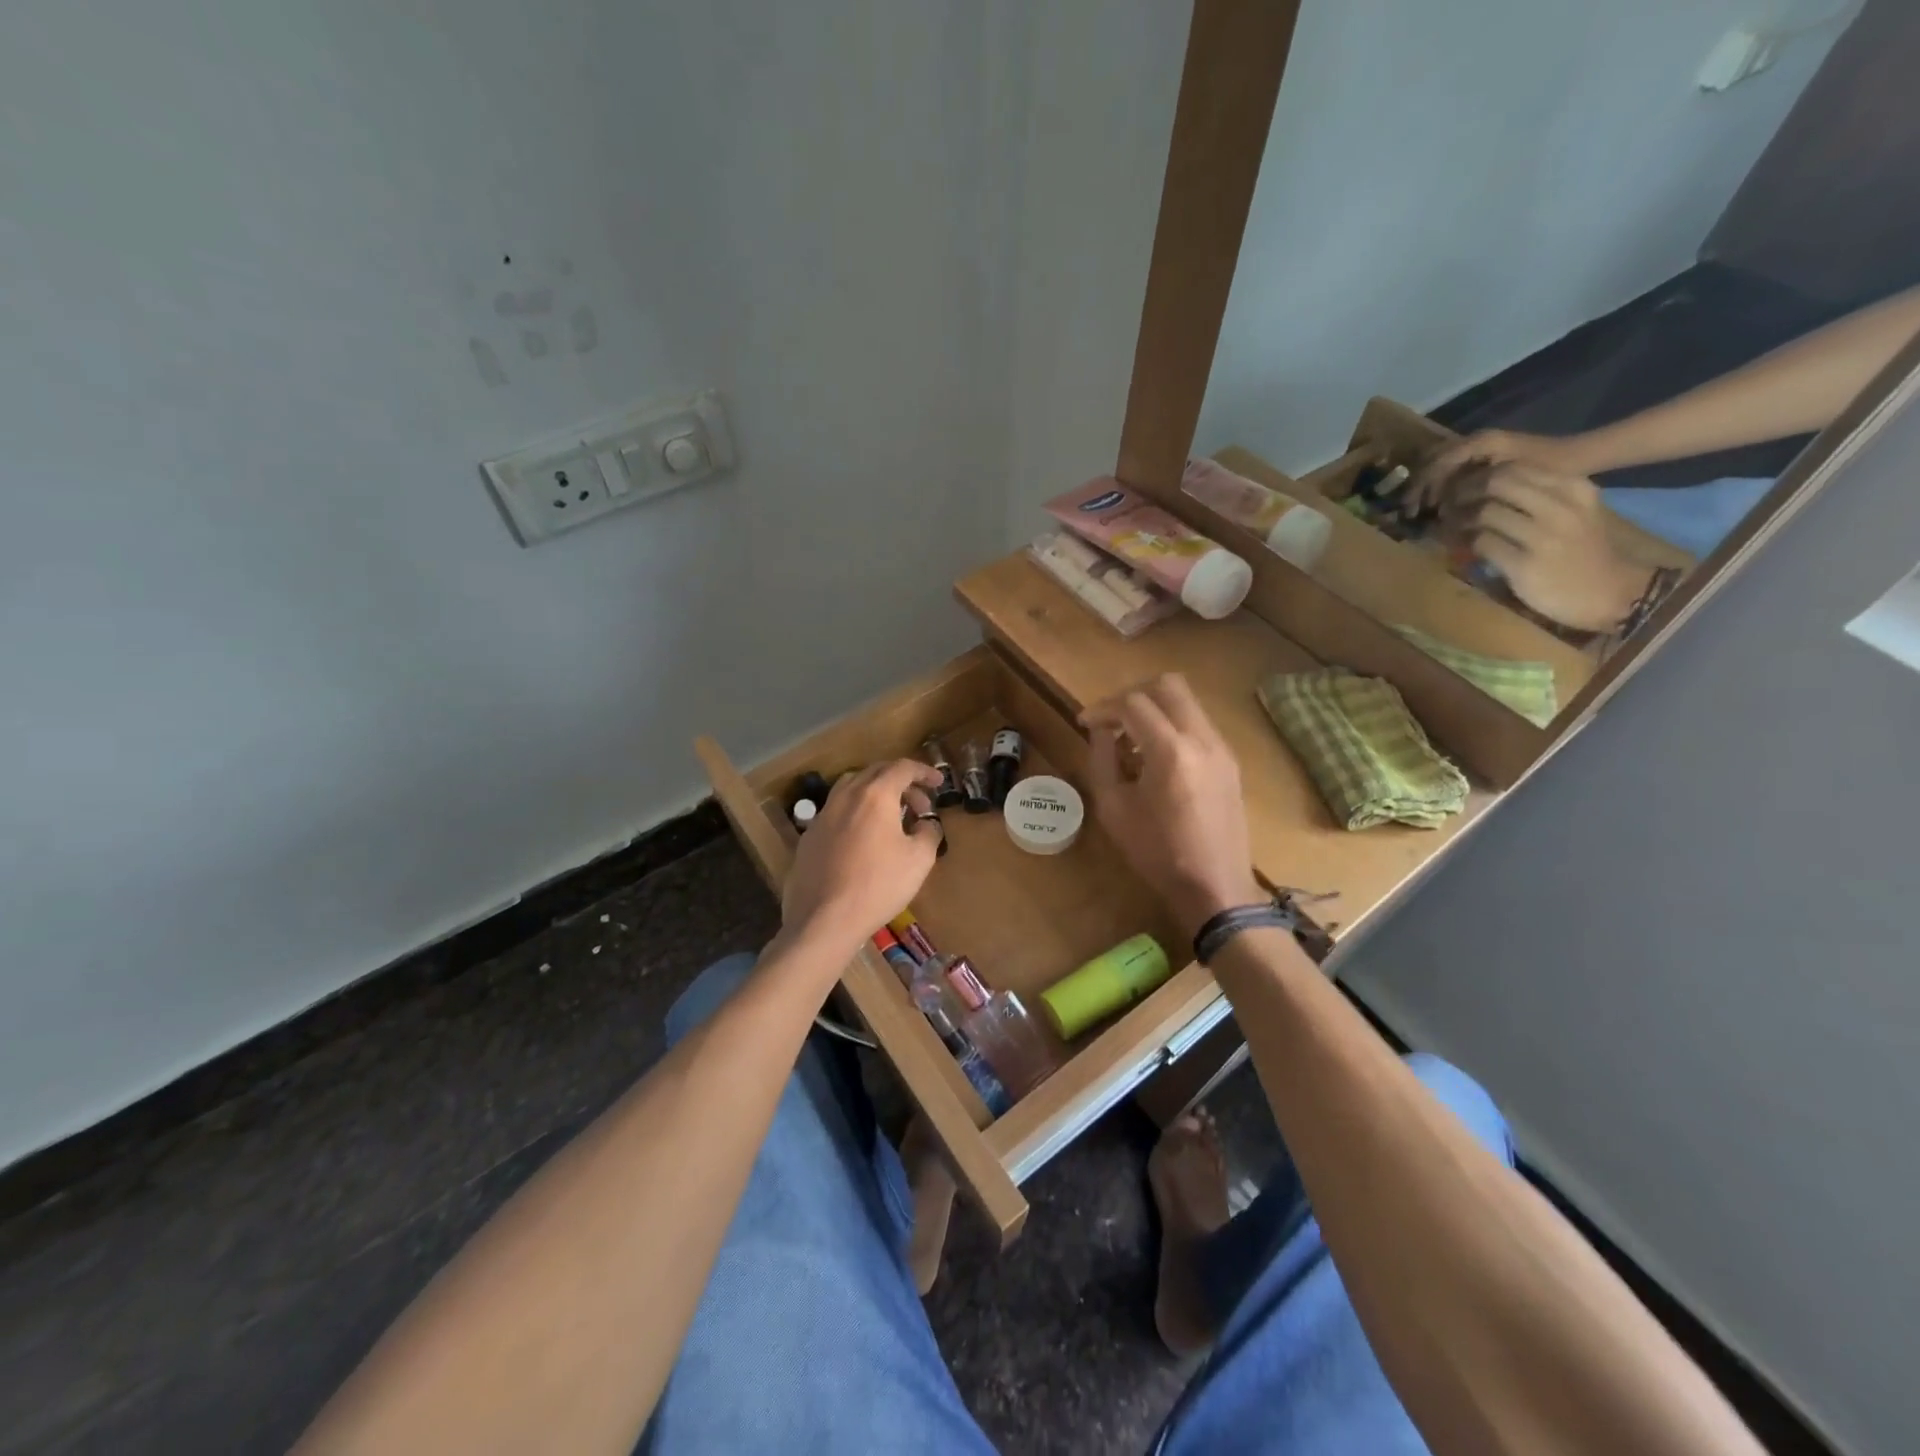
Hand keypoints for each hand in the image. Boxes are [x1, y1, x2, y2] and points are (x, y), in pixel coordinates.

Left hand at [781, 760, 942, 950]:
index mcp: (875, 795)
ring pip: (852, 788)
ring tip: (891, 816)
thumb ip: (929, 832)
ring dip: (876, 794)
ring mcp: (823, 815)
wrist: (824, 920)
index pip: (902, 768)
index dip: (924, 772)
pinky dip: (856, 812)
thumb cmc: (878, 885)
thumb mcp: (919, 860)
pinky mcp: (809, 836)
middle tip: (920, 804)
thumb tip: (926, 823)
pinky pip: (837, 811)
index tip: (939, 783)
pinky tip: (863, 838)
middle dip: (902, 782)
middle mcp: (846, 796)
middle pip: (875, 773)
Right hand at [1080, 675, 1262, 938]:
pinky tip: (1156, 756)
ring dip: (1155, 709)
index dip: (1103, 708)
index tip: (1085, 723)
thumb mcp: (1114, 808)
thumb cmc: (1157, 853)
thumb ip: (1102, 760)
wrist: (1215, 885)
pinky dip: (1173, 725)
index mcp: (1170, 751)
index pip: (1132, 704)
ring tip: (1132, 739)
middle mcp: (1201, 738)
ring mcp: (1221, 747)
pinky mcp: (1230, 760)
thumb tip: (1101, 731)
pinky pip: (1198, 723)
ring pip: (1187, 701)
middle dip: (1133, 694)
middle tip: (1112, 719)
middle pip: (1167, 685)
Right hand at [1407, 428, 1593, 516]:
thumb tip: (1441, 511)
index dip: (1420, 487)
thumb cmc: (1552, 469)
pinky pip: (1457, 472)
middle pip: (1434, 463)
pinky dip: (1447, 489)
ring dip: (1433, 490)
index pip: (1435, 463)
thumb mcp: (1512, 482)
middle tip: (1414, 514)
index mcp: (1480, 442)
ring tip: (1429, 513)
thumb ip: (1471, 492)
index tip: (1412, 510)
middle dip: (1422, 489)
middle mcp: (1477, 441)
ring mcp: (1483, 448)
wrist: (1585, 457)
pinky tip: (1448, 508)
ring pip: (1443, 468)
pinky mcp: (1489, 457)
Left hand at [1443, 464, 1652, 631]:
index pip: (1514, 468)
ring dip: (1459, 519)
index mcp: (1574, 488)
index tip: (1463, 488)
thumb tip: (1488, 486)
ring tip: (1449, 527)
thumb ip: (1539, 496)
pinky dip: (1465, 543)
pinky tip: (1461, 548)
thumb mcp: (1574, 512)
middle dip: (1465, 492)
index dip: (1480, 477)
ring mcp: (1544, 536)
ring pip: (1484, 512)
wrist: (1612, 593)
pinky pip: (1482, 544)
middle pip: (1496, 484)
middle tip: (1448, 505)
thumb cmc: (1585, 552)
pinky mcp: (1524, 564)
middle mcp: (1561, 507)